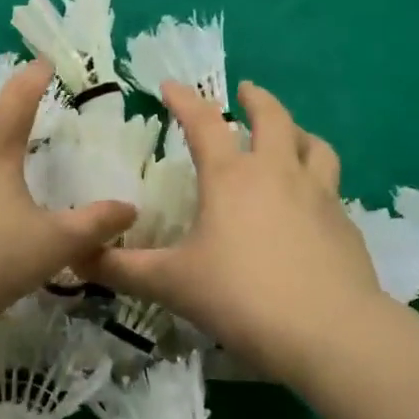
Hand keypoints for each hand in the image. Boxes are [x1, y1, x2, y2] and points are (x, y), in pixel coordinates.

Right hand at [88, 80, 385, 383]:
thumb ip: (122, 269)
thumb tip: (74, 258)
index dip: (184, 100)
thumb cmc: (240, 297)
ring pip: (314, 146)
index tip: (170, 85)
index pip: (203, 123)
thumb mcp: (171, 283)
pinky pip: (331, 187)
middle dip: (256, 99)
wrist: (329, 332)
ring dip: (298, 132)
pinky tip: (309, 203)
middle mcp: (278, 174)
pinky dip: (317, 179)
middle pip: (273, 118)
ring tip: (289, 135)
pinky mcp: (345, 225)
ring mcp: (319, 196)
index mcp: (231, 177)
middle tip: (245, 91)